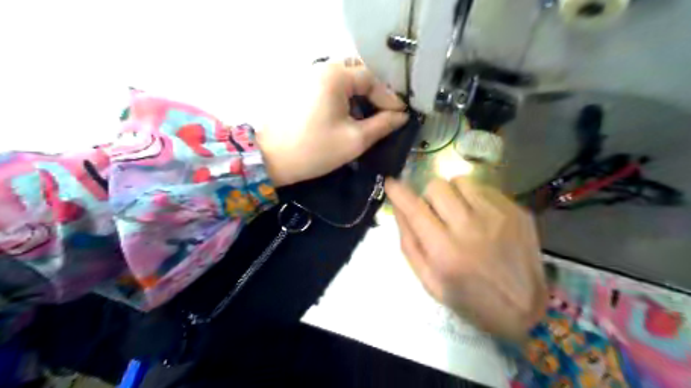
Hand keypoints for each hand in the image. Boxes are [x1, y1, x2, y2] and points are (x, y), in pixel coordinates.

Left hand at [256, 60, 405, 185]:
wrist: (271, 159)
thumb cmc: (315, 150)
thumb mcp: (355, 140)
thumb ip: (383, 125)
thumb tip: (402, 116)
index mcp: (335, 76)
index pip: (371, 78)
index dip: (389, 97)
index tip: (401, 115)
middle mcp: (321, 68)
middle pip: (358, 73)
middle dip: (375, 92)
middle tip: (386, 112)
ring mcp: (308, 77)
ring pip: (344, 79)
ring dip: (360, 95)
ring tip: (371, 116)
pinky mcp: (301, 88)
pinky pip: (330, 86)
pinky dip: (345, 98)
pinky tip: (350, 115)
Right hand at [387, 178, 548, 339]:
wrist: (524, 308)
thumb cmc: (469, 299)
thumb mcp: (429, 281)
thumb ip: (409, 243)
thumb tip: (399, 209)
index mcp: (445, 252)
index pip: (414, 209)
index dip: (398, 192)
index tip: (391, 182)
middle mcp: (470, 228)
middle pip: (437, 186)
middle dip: (429, 196)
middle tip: (436, 212)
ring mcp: (497, 216)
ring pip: (461, 181)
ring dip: (452, 193)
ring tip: (459, 212)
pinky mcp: (516, 211)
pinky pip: (484, 188)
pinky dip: (474, 198)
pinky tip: (480, 217)